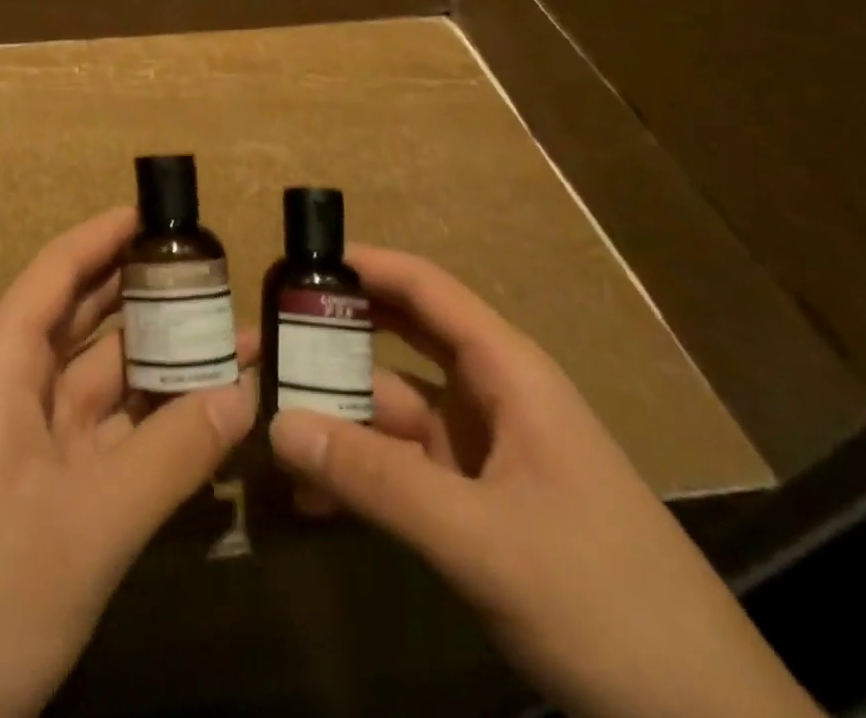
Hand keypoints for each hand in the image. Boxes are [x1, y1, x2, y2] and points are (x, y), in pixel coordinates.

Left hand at [0, 207, 256, 717]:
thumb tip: (244, 393)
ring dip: (165, 360)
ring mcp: (37, 443)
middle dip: (148, 293)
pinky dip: (158, 421)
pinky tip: (210, 415)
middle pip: (88, 318)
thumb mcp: (84, 525)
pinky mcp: (55, 491)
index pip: (57, 272)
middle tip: (218, 274)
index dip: (105, 235)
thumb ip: (168, 456)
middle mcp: (20, 389)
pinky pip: (115, 435)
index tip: (162, 213)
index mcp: (4, 366)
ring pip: (108, 380)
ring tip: (235, 337)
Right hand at [269, 247, 820, 717]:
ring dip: (335, 418)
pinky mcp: (475, 504)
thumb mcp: (482, 540)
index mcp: (507, 373)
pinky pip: (401, 468)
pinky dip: (357, 474)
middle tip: (259, 339)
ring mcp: (482, 454)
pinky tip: (308, 498)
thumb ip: (375, 481)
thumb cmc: (607, 603)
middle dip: (331, 338)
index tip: (291, 261)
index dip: (361, 264)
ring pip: (391, 411)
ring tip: (266, 425)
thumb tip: (276, 425)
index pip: (424, 288)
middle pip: (397, 342)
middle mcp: (489, 398)